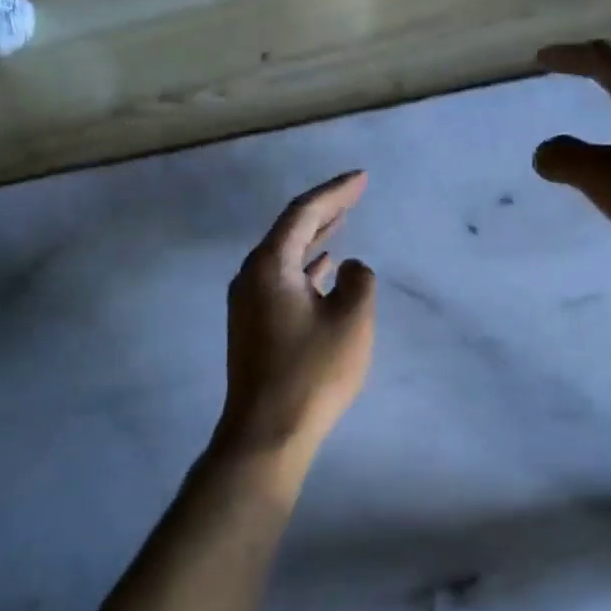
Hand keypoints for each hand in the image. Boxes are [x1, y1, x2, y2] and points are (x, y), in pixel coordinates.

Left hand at [213, 171, 376, 478]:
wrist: (266, 433)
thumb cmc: (312, 372)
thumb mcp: (351, 320)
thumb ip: (358, 281)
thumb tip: (347, 268)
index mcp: (270, 265)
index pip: (304, 212)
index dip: (336, 192)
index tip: (362, 177)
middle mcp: (251, 276)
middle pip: (290, 230)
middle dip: (325, 209)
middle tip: (355, 192)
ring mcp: (248, 303)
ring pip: (286, 257)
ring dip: (315, 238)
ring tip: (342, 221)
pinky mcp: (253, 326)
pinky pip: (283, 280)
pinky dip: (306, 267)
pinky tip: (324, 269)